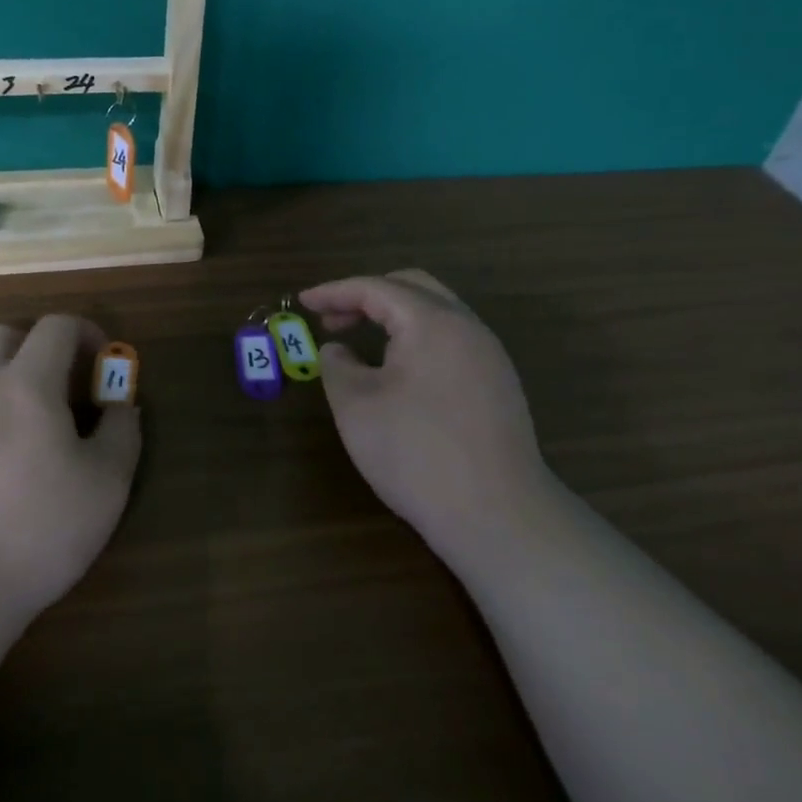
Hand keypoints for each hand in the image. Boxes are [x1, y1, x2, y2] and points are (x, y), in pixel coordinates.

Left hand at [0, 315, 140, 636]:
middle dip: (34, 345)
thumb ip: (122, 433)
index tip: (100, 362)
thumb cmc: (37, 533)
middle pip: (1, 333)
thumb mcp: (107, 487)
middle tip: (54, 385)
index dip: (85, 332)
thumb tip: (122, 405)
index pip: (56, 326)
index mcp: (28, 384)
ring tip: (2, 400)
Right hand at [301, 270, 548, 566]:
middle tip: (333, 319)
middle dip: (367, 296)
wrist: (496, 513)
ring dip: (395, 317)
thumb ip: (337, 366)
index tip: (303, 301)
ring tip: (362, 340)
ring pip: (437, 314)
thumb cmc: (416, 452)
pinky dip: (417, 339)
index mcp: (432, 321)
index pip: (376, 288)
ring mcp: (489, 356)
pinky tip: (399, 371)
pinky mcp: (498, 385)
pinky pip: (451, 341)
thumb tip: (337, 350)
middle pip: (413, 288)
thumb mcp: (356, 406)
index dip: (334, 292)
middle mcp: (467, 327)